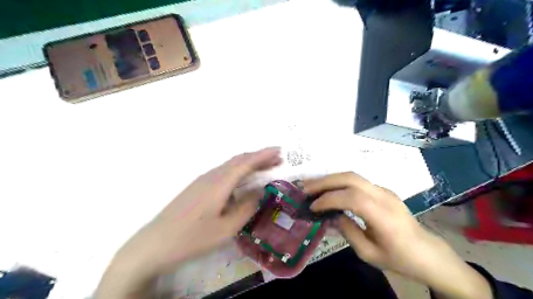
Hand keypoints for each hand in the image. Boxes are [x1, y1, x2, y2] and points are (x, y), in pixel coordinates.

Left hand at [95, 147, 279, 298]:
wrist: (155, 243)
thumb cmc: (193, 238)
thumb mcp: (226, 228)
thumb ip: (246, 208)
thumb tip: (260, 192)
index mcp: (220, 183)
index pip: (246, 162)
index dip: (264, 155)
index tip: (280, 150)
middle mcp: (212, 175)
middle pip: (239, 160)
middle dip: (259, 157)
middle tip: (277, 159)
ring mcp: (203, 180)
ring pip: (230, 165)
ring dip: (249, 163)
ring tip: (265, 167)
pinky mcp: (198, 186)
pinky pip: (223, 172)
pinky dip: (239, 171)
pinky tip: (243, 180)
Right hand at [303, 173, 490, 298]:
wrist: (427, 252)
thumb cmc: (399, 257)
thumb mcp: (369, 253)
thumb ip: (347, 231)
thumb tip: (329, 216)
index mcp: (383, 215)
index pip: (351, 198)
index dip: (329, 199)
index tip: (312, 207)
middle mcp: (384, 196)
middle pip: (351, 178)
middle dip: (325, 181)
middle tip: (305, 187)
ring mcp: (384, 190)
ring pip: (353, 176)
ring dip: (330, 178)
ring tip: (312, 185)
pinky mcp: (382, 190)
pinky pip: (357, 181)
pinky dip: (339, 182)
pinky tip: (329, 189)